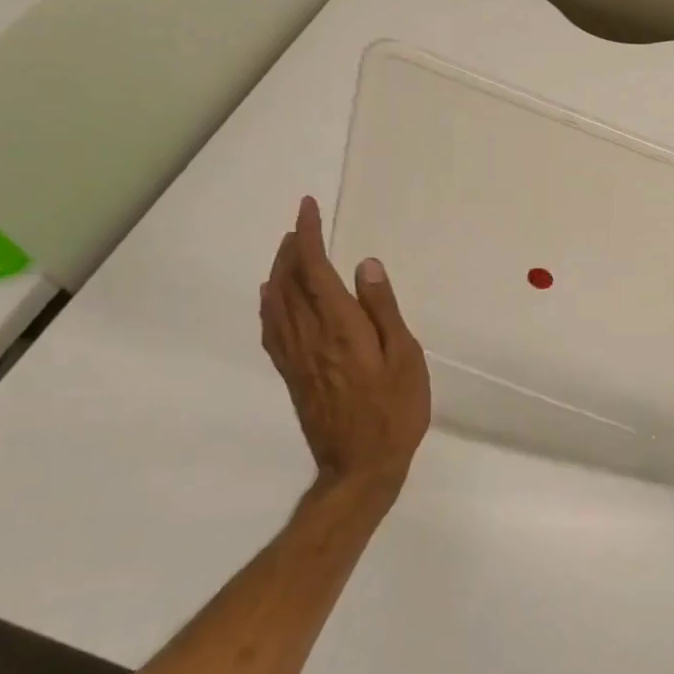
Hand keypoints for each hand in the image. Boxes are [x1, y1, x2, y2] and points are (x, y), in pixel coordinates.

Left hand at [260, 197, 430, 504]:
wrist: (360, 466)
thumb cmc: (395, 411)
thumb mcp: (405, 357)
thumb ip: (383, 310)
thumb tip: (365, 266)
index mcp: (340, 327)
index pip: (314, 269)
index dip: (308, 235)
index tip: (307, 207)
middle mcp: (309, 336)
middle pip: (289, 281)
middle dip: (292, 247)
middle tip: (301, 224)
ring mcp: (295, 356)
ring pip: (275, 302)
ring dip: (279, 270)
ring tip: (288, 251)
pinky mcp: (292, 374)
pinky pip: (271, 328)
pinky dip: (269, 303)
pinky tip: (271, 297)